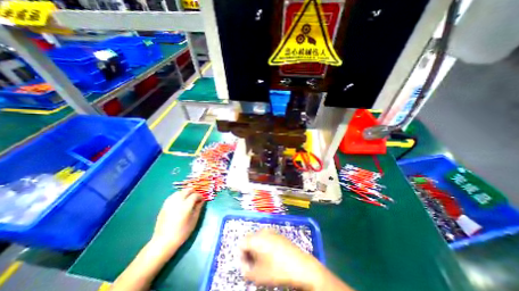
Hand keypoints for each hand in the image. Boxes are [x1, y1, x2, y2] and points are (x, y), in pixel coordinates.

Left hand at [151, 189, 202, 250]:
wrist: (163, 241)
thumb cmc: (182, 232)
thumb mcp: (194, 220)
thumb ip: (198, 208)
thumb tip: (202, 200)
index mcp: (186, 205)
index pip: (195, 195)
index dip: (200, 196)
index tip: (202, 199)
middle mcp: (178, 201)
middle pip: (187, 190)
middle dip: (193, 192)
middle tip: (196, 197)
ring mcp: (170, 203)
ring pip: (179, 192)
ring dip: (185, 192)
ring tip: (188, 198)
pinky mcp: (164, 206)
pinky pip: (172, 196)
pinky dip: (178, 195)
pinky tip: (179, 200)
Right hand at [240, 230, 322, 288]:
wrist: (301, 266)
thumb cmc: (277, 270)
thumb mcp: (258, 276)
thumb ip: (246, 271)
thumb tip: (245, 268)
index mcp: (255, 238)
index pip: (241, 244)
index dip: (241, 257)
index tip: (246, 268)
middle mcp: (262, 231)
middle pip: (250, 240)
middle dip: (249, 253)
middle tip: (253, 266)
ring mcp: (271, 231)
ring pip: (258, 239)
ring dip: (257, 250)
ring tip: (262, 263)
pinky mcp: (278, 234)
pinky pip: (267, 238)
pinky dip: (265, 246)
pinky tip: (271, 257)